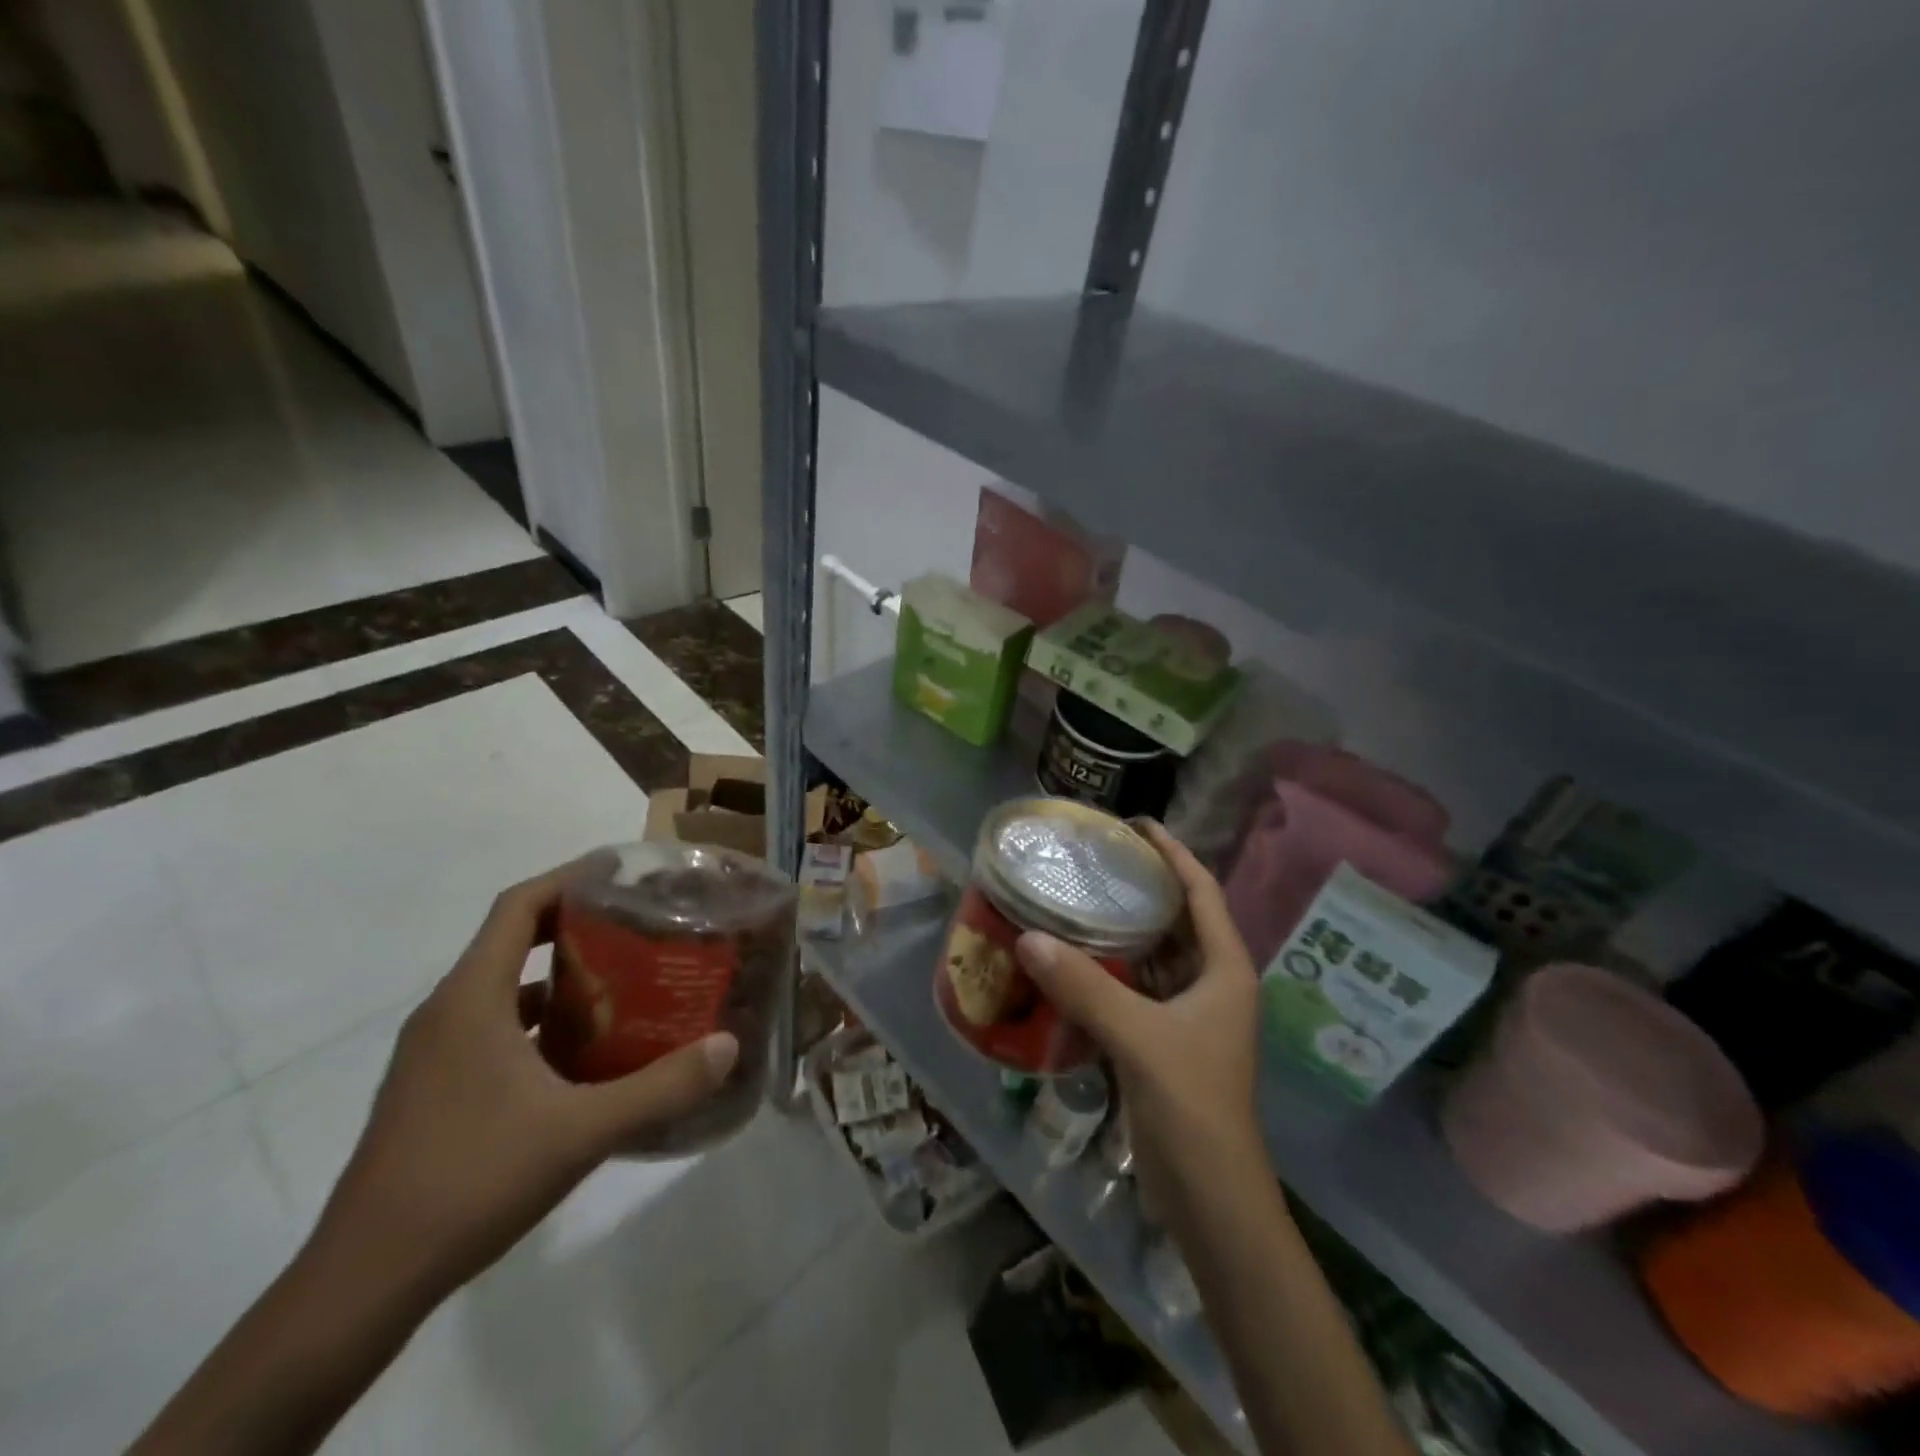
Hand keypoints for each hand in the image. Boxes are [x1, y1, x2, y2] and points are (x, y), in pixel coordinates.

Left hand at [307, 865, 739, 1306]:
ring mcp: (433, 1053)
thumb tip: (727, 1047)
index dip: (568, 878)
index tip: (620, 872)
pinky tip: (581, 1052)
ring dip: (557, 975)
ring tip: (621, 979)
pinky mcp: (432, 1088)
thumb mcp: (581, 1131)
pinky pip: (491, 1026)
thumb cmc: (472, 1180)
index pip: (518, 906)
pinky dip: (537, 1019)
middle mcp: (446, 1012)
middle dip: (574, 923)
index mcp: (471, 999)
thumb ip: (661, 1086)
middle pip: (512, 939)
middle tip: (638, 923)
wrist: (363, 1282)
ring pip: (502, 987)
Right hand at [1015, 824, 1262, 1195]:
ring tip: (1078, 899)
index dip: (1174, 854)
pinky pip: (1135, 989)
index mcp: (1224, 970)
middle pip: (1177, 919)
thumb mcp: (1139, 1039)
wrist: (1211, 1198)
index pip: (1202, 893)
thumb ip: (1084, 988)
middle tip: (1094, 860)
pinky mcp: (1164, 1041)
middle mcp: (1211, 984)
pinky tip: (1071, 961)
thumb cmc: (1192, 1107)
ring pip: (1154, 956)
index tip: (1137, 825)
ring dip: (1122, 931)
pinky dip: (1109, 971)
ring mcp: (1189, 1015)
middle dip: (1142, 888)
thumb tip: (1028, 938)